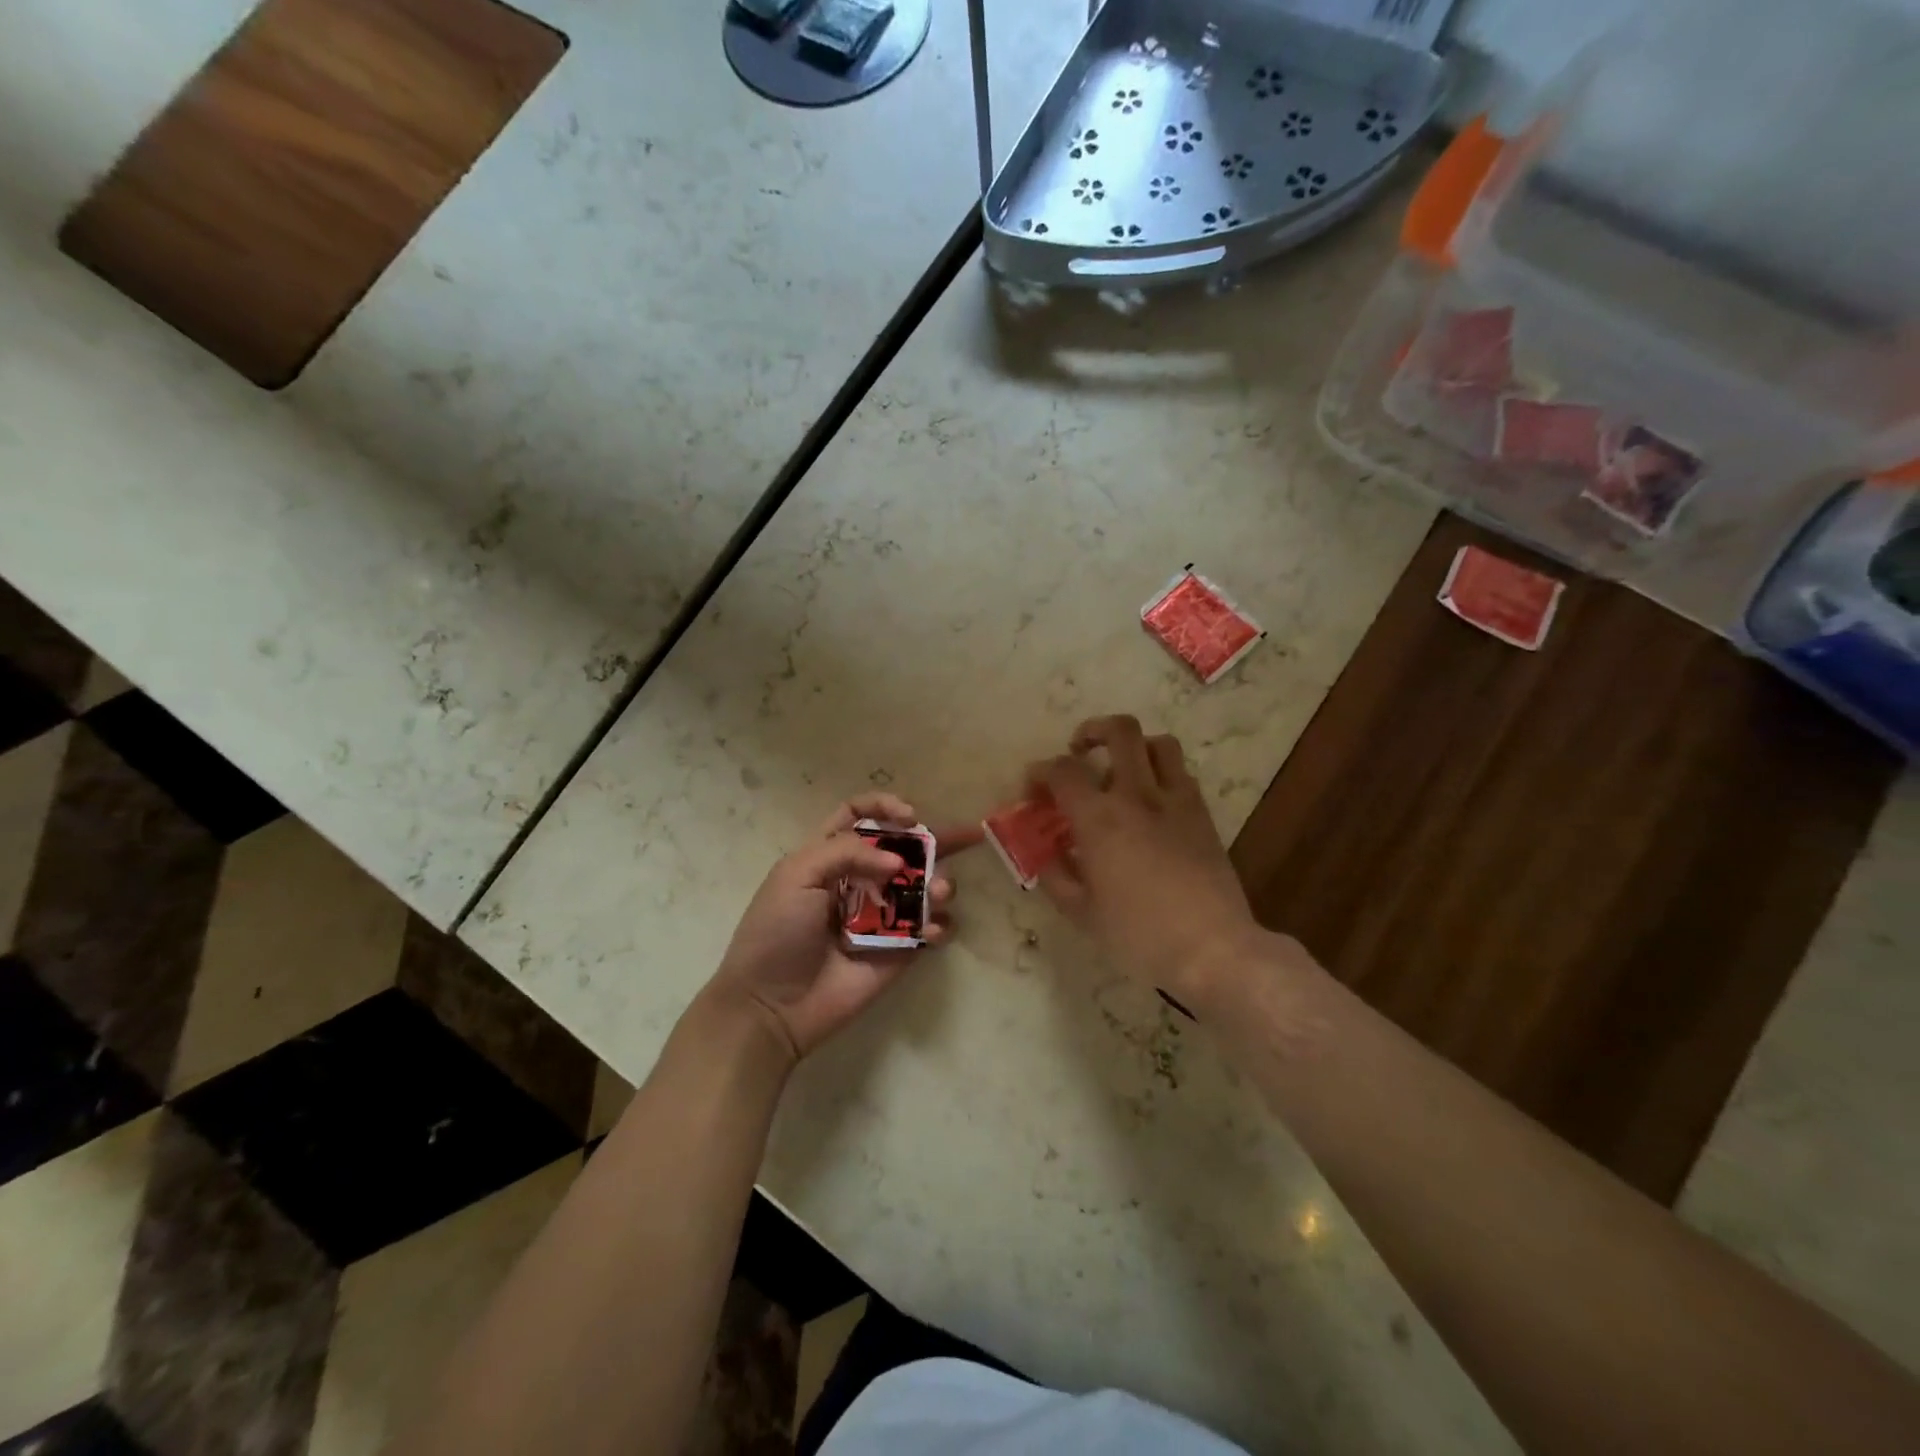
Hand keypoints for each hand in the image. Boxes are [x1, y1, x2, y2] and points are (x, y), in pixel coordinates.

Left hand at [707, 793, 977, 1065]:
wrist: (772, 1005)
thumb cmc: (777, 932)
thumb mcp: (797, 875)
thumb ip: (848, 851)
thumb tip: (898, 863)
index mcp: (829, 855)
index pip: (860, 815)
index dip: (885, 806)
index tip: (909, 816)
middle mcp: (860, 879)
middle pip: (904, 848)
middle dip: (936, 838)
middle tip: (968, 836)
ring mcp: (883, 915)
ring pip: (924, 886)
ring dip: (939, 883)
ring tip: (938, 893)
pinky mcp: (900, 949)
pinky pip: (931, 929)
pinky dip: (940, 925)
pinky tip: (932, 931)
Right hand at [1031, 715, 1262, 1004]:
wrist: (1212, 948)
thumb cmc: (1139, 935)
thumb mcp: (1082, 913)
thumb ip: (1056, 875)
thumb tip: (1045, 853)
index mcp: (1100, 818)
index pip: (1062, 770)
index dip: (1040, 772)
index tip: (1033, 791)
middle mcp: (1137, 795)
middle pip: (1120, 731)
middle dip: (1092, 731)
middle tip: (1079, 750)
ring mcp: (1176, 800)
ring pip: (1158, 743)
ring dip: (1134, 746)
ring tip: (1120, 769)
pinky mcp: (1202, 814)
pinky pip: (1181, 773)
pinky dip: (1160, 773)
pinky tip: (1151, 802)